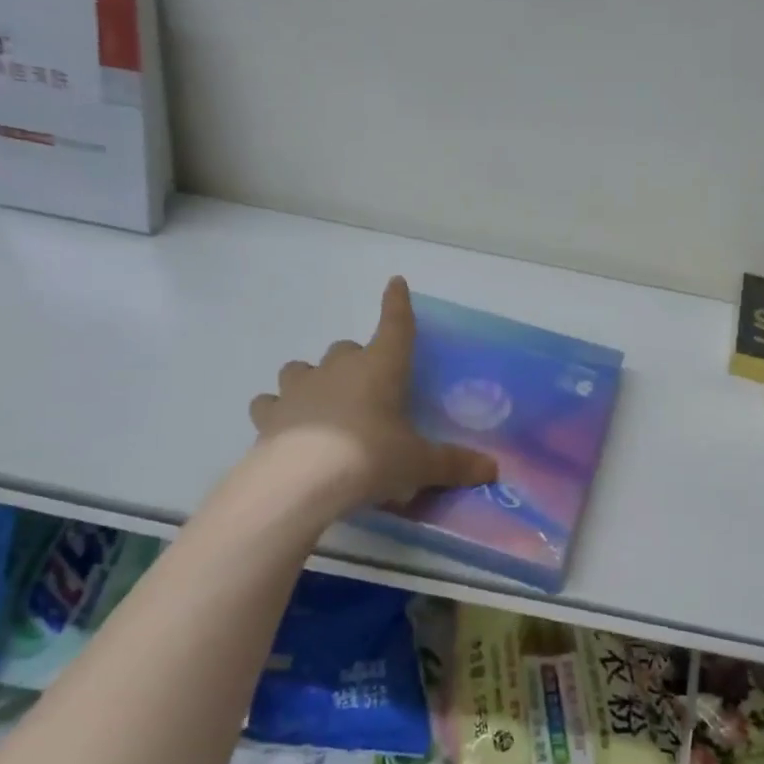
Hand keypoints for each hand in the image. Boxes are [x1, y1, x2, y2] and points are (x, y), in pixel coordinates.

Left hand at [249, 277, 497, 509]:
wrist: (300, 481)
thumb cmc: (370, 458)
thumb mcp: (418, 464)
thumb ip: (453, 464)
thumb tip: (493, 469)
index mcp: (381, 367)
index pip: (395, 325)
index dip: (397, 304)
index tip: (395, 282)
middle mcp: (339, 368)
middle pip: (347, 349)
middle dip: (358, 361)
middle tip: (370, 389)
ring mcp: (300, 387)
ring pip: (303, 368)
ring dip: (314, 378)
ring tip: (322, 402)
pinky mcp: (269, 413)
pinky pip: (271, 402)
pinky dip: (277, 409)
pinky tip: (284, 424)